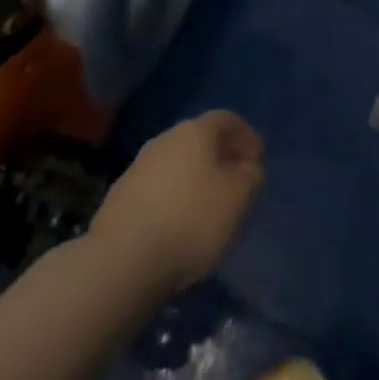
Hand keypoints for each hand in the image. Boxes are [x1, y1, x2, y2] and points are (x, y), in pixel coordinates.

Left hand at [90, 111, 265, 294]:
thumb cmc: (191, 220)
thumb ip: (251, 176)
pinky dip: (174, 198)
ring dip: (196, 179)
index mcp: (195, 131)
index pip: (227, 119)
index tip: (258, 161)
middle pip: (200, 140)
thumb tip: (247, 167)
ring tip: (209, 209)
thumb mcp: (238, 198)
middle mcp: (165, 139)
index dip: (246, 136)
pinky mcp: (121, 197)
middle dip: (220, 158)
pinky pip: (158, 188)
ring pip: (177, 164)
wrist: (123, 259)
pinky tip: (179, 226)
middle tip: (236, 185)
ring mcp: (138, 167)